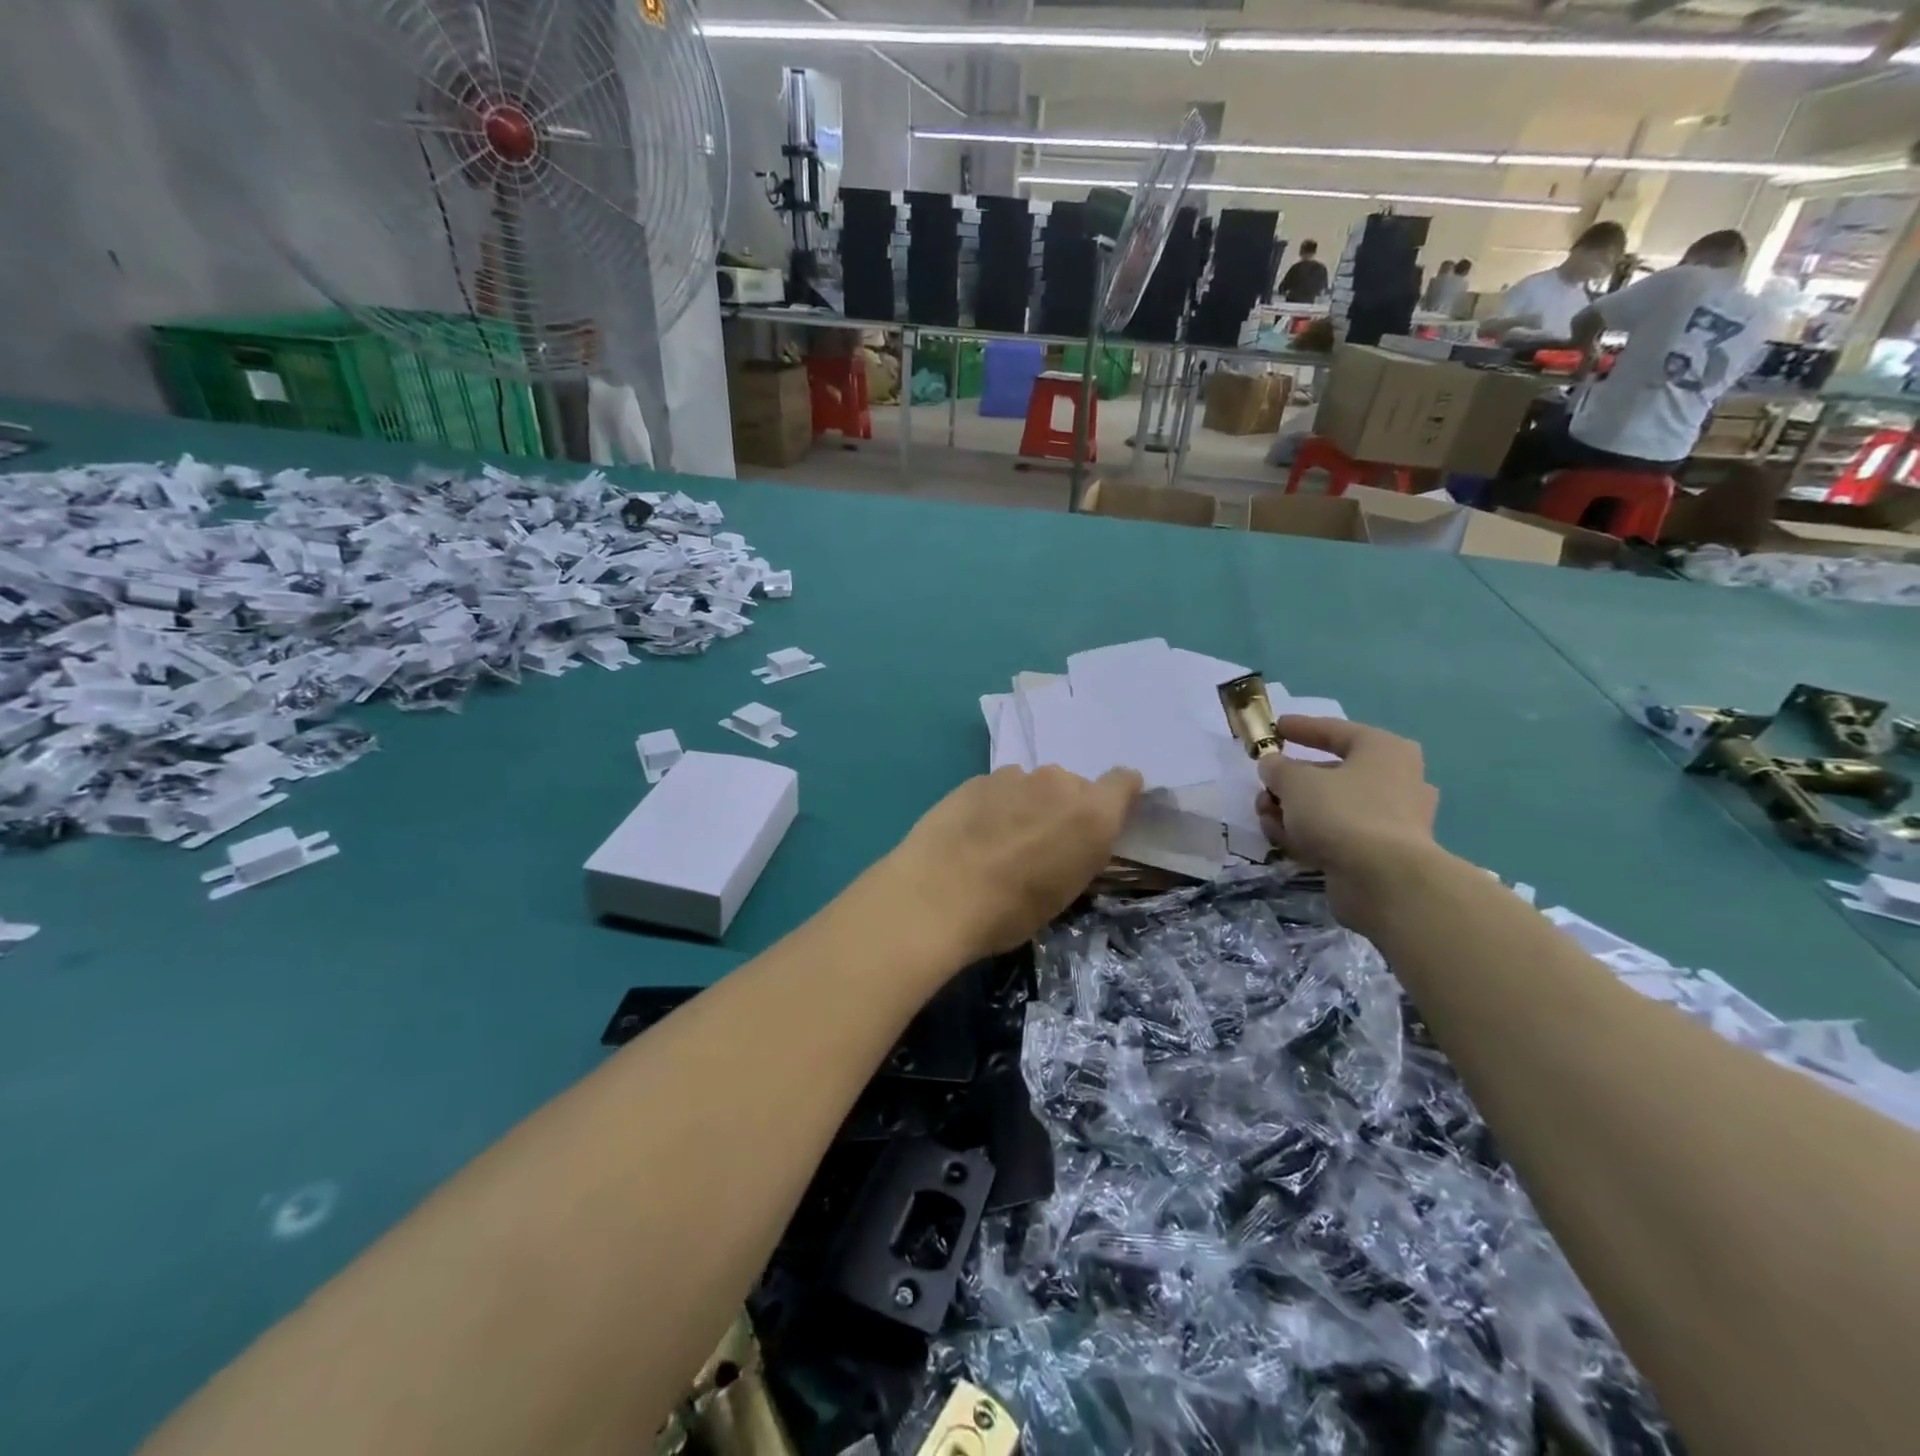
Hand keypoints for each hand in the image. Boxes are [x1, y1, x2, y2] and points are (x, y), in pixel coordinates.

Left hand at [887, 765, 1142, 959]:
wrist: (936, 896)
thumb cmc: (1011, 910)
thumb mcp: (1065, 893)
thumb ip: (1082, 852)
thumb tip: (1077, 838)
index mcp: (1092, 813)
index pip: (1124, 781)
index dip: (1118, 797)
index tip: (1104, 820)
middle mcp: (1058, 783)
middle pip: (1073, 786)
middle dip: (1064, 808)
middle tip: (1043, 844)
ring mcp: (1014, 776)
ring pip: (1033, 785)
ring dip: (1028, 804)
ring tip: (1002, 841)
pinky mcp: (975, 779)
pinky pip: (999, 788)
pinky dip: (995, 805)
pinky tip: (973, 834)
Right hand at [1258, 716, 1438, 923]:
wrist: (1383, 880)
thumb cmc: (1342, 813)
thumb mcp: (1295, 781)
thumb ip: (1277, 768)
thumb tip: (1273, 766)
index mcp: (1383, 750)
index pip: (1336, 730)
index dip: (1302, 728)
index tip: (1277, 728)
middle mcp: (1395, 780)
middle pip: (1330, 773)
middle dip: (1290, 781)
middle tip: (1264, 786)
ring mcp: (1391, 819)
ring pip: (1330, 806)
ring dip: (1292, 810)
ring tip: (1263, 816)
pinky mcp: (1381, 853)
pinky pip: (1337, 833)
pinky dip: (1308, 834)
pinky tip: (1280, 839)